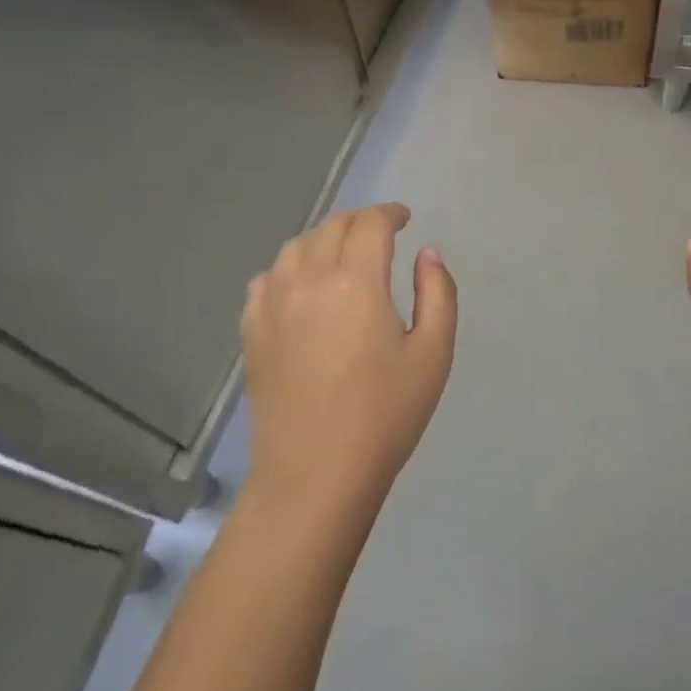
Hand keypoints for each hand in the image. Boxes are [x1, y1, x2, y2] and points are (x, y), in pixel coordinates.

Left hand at [243, 203, 456, 508]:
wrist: (316, 476)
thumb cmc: (385, 414)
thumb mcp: (434, 352)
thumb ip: (437, 292)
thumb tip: (427, 253)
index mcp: (356, 282)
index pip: (371, 224)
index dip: (390, 214)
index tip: (404, 218)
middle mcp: (309, 281)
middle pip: (332, 228)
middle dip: (360, 221)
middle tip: (380, 233)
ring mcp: (273, 306)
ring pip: (296, 247)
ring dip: (324, 239)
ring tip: (342, 254)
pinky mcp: (253, 333)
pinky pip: (267, 279)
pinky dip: (289, 268)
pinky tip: (302, 286)